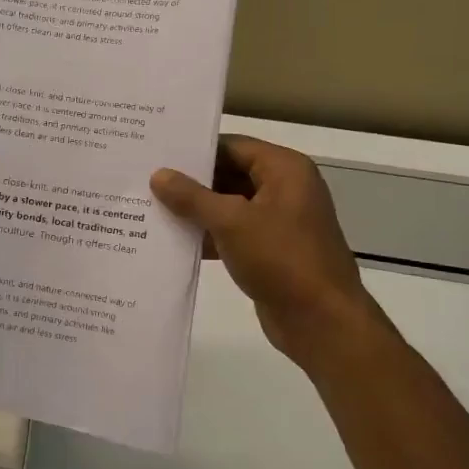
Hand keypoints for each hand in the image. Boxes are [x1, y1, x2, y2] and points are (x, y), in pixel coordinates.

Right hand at [151, 136, 393, 367]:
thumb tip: (158, 175)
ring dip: (196, 210)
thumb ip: (192, 197)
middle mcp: (284, 188)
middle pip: (230, 173)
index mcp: (284, 169)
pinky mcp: (270, 250)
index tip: (157, 152)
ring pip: (229, 205)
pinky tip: (173, 241)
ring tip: (150, 208)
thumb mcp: (231, 222)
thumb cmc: (281, 259)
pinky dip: (208, 235)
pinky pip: (233, 232)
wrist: (321, 322)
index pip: (232, 146)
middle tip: (146, 180)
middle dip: (191, 181)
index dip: (196, 150)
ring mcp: (278, 221)